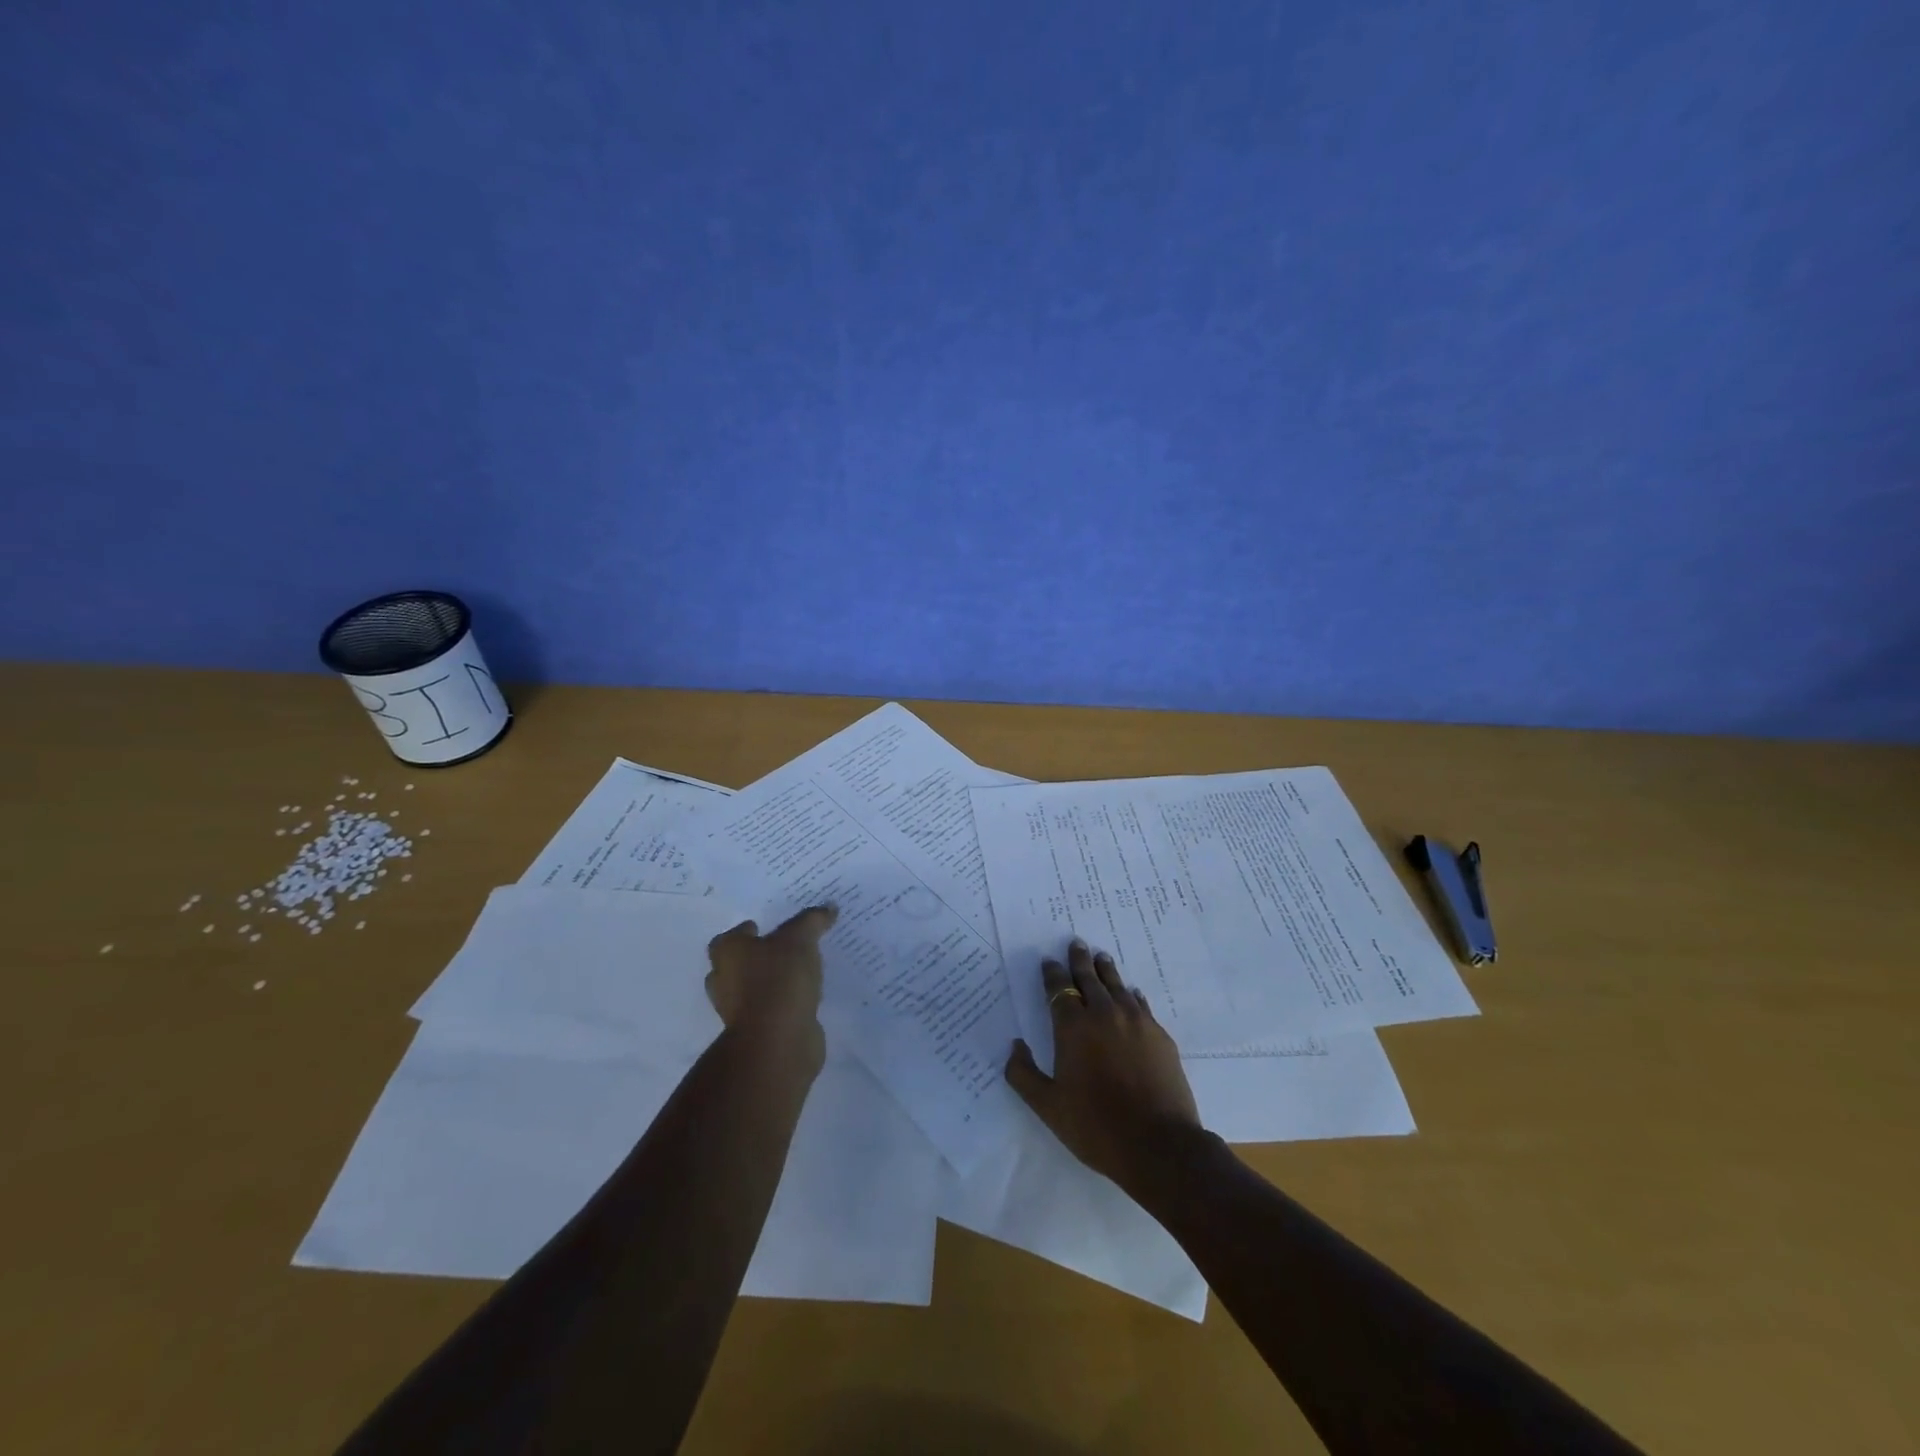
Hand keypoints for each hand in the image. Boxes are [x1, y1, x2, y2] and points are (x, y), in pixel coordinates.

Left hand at [705, 904, 837, 1061]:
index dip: (748, 931)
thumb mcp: (800, 939)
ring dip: (772, 982)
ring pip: (755, 988)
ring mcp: (739, 1010)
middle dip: (757, 957)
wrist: (777, 1040)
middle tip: (785, 947)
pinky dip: (784, 1003)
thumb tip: (829, 907)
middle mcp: (724, 981)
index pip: (731, 936)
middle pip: (738, 964)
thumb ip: (812, 920)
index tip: (767, 927)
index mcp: (727, 953)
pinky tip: (806, 996)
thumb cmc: (778, 979)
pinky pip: (772, 1009)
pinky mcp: (758, 1032)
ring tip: (801, 971)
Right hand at [1005, 938, 1202, 1188]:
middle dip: (1079, 961)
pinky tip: (1132, 992)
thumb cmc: (1096, 1127)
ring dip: (1106, 970)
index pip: (1059, 990)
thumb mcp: (1048, 1107)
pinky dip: (1132, 994)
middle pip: (1089, 978)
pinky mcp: (1159, 1035)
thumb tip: (1015, 1047)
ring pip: (1117, 985)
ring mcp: (1135, 1022)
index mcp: (1073, 1028)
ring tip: (1101, 957)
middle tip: (1076, 944)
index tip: (1049, 961)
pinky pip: (1141, 1004)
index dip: (1052, 974)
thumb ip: (1024, 1075)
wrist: (1159, 1145)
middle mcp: (1103, 1014)